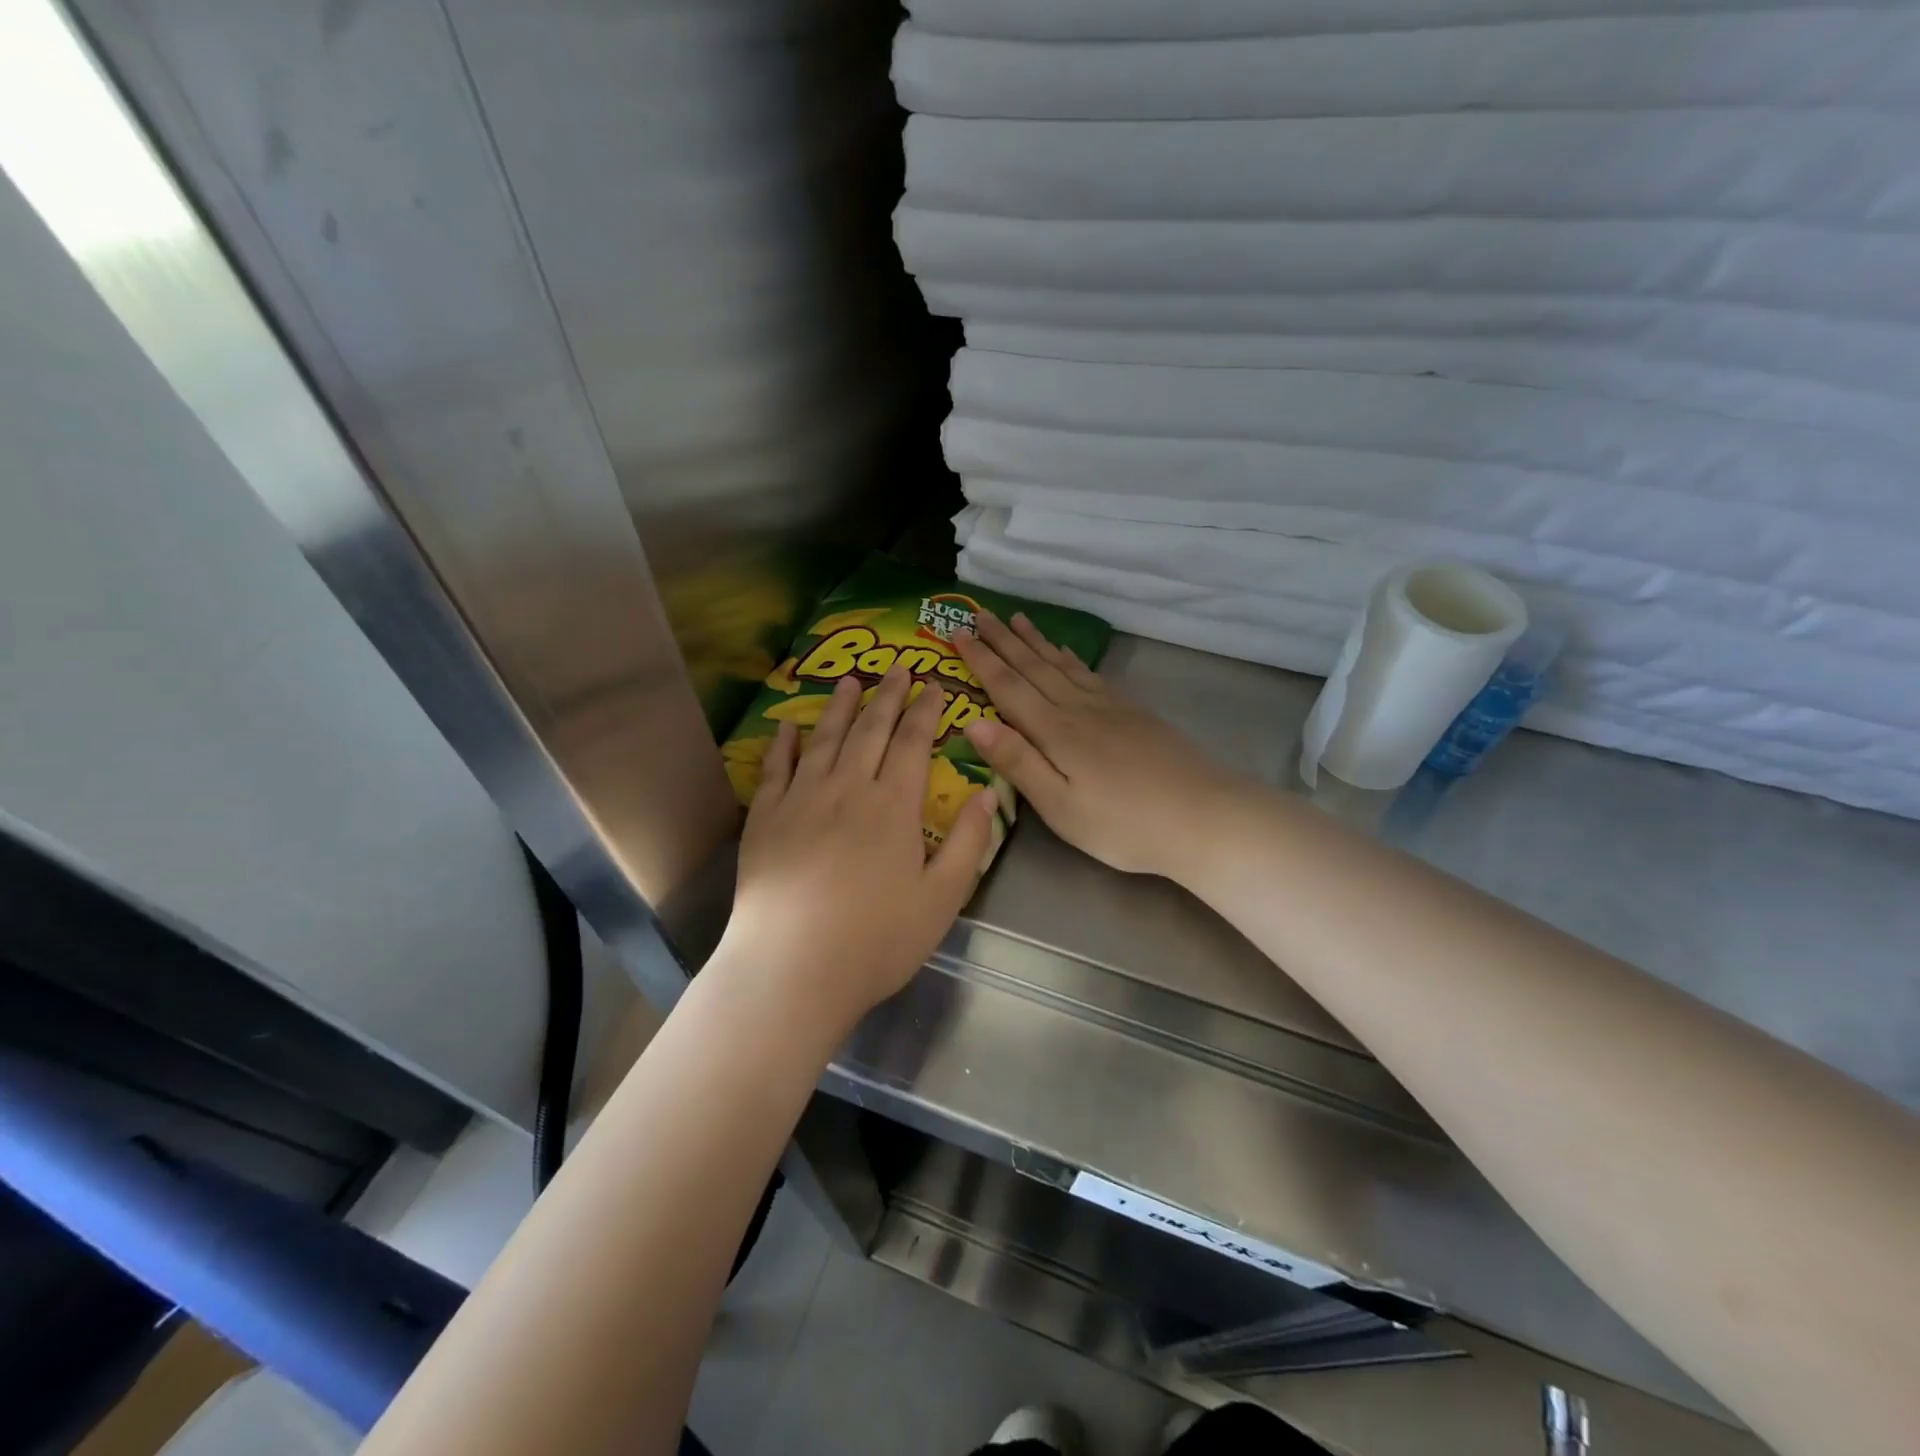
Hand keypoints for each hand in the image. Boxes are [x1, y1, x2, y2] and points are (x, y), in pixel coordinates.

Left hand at [719, 668, 994, 1030]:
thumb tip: (988, 792)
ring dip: (840, 707)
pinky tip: (790, 726)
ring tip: (851, 681)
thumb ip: (970, 841)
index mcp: (894, 805)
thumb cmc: (876, 939)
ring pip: (826, 739)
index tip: (935, 685)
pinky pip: (776, 768)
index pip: (914, 743)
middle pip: (871, 730)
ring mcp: (801, 799)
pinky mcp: (766, 818)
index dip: (927, 711)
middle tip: (898, 668)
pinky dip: (784, 743)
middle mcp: (848, 788)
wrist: (792, 968)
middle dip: (889, 696)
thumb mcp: (942, 898)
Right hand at [952, 612, 1241, 878]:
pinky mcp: (1133, 713)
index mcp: (1055, 732)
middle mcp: (1078, 708)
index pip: (1008, 687)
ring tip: (1017, 618)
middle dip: (1003, 640)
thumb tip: (972, 721)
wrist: (1203, 817)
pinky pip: (1090, 673)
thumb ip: (1017, 762)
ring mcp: (1109, 707)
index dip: (981, 659)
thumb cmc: (1123, 824)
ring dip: (1035, 641)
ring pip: (1062, 664)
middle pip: (1033, 667)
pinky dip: (1070, 657)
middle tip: (979, 612)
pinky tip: (1066, 652)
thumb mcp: (1060, 806)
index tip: (958, 631)